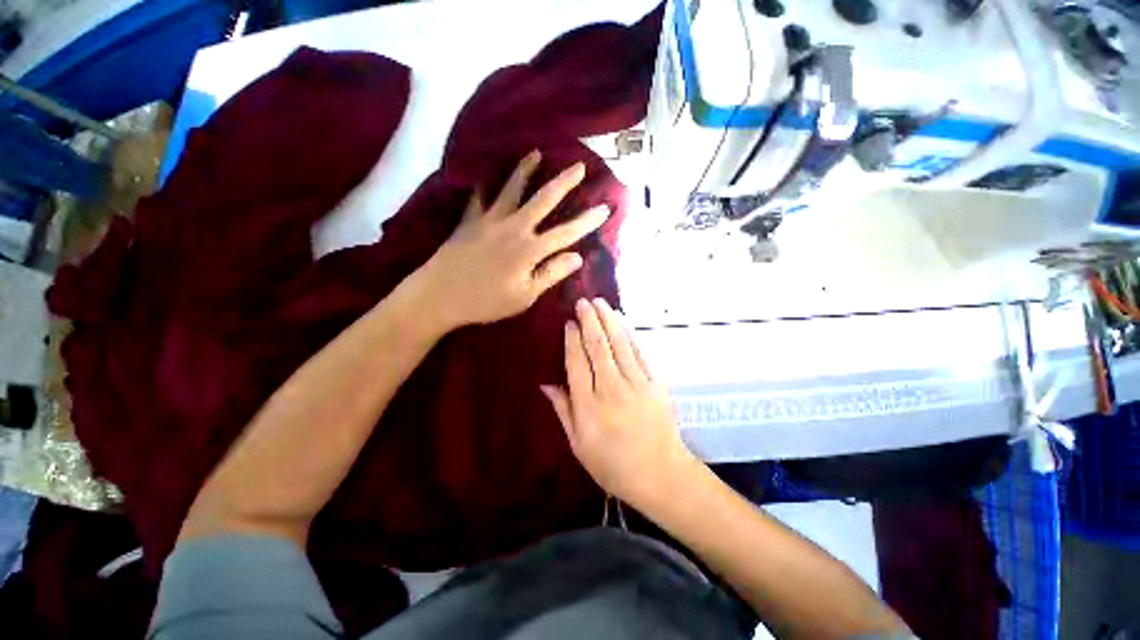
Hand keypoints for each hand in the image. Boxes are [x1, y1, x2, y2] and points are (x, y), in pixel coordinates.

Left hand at [417, 150, 609, 330]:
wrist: (439, 295)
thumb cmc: (486, 301)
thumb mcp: (524, 296)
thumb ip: (551, 274)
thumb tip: (577, 257)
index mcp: (529, 250)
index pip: (566, 233)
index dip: (587, 221)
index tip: (605, 207)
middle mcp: (513, 228)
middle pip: (543, 200)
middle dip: (563, 182)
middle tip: (578, 166)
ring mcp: (489, 220)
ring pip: (511, 189)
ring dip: (525, 170)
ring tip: (536, 153)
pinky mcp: (469, 221)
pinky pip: (478, 197)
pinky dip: (483, 184)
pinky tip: (485, 174)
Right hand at [541, 298, 698, 508]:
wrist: (661, 475)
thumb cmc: (614, 465)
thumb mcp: (579, 445)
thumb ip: (563, 411)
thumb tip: (546, 384)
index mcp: (589, 405)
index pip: (576, 363)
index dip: (572, 340)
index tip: (568, 323)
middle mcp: (610, 389)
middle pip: (598, 347)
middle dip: (589, 321)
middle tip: (583, 302)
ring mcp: (636, 384)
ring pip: (619, 344)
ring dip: (608, 321)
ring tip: (600, 303)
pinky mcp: (655, 383)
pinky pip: (639, 353)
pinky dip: (630, 335)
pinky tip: (622, 322)